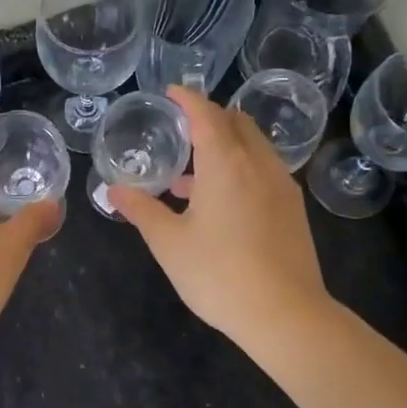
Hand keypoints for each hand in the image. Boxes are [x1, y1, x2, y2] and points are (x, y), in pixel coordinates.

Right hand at [108, 87, 331, 348]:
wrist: (286, 315)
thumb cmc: (219, 274)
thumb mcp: (169, 243)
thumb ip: (141, 210)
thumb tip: (114, 190)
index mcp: (226, 164)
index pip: (206, 114)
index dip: (187, 99)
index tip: (170, 92)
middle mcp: (259, 164)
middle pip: (236, 122)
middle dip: (209, 118)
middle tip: (180, 130)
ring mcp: (281, 186)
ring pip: (253, 147)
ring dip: (225, 146)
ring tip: (190, 175)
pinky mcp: (292, 209)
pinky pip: (264, 169)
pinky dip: (240, 167)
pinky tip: (219, 202)